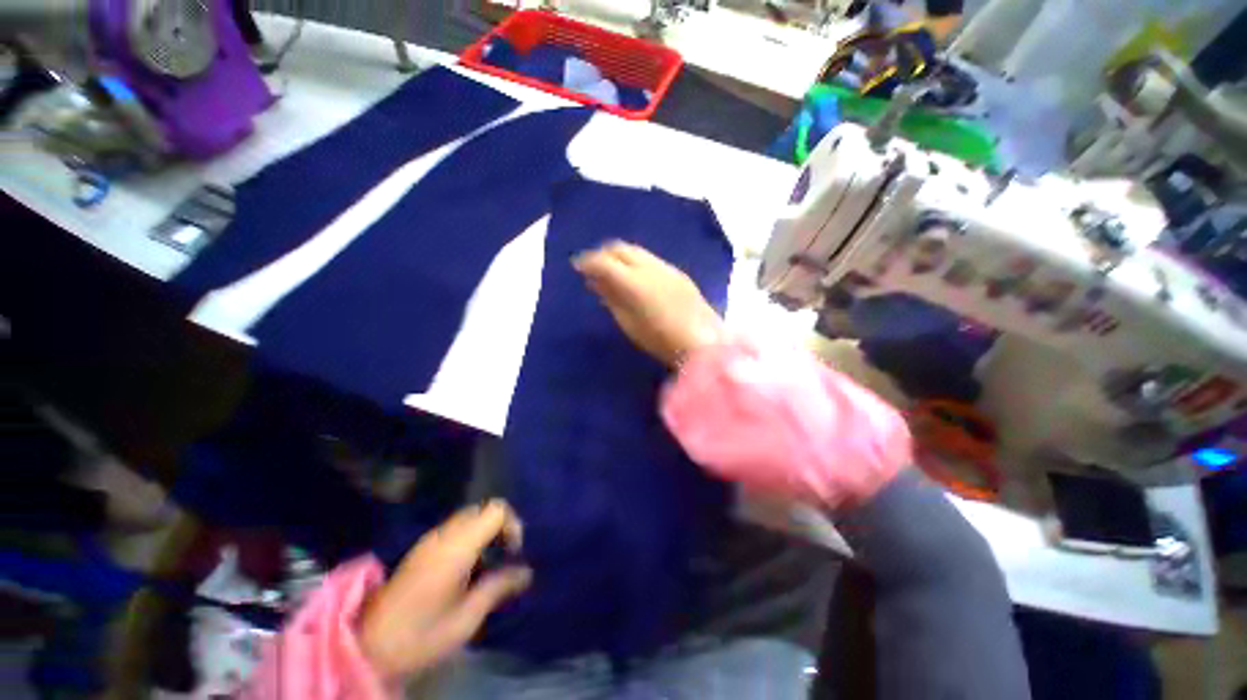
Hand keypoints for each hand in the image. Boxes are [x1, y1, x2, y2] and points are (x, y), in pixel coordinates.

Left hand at [359, 500, 530, 680]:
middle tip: (504, 556)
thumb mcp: (466, 618)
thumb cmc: (421, 635)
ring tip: (488, 564)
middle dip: (500, 527)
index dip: (512, 524)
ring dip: (485, 532)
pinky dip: (471, 537)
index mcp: (457, 546)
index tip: (513, 552)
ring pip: (469, 516)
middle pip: (484, 508)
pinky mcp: (422, 548)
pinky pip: (455, 528)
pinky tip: (468, 568)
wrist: (368, 647)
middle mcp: (444, 534)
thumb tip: (527, 572)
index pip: (496, 509)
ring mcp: (430, 539)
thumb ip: (498, 588)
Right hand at [573, 241, 726, 367]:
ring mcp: (666, 267)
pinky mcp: (678, 273)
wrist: (702, 342)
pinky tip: (634, 276)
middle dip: (602, 253)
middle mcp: (649, 266)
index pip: (604, 261)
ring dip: (619, 256)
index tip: (577, 266)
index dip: (587, 261)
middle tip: (592, 266)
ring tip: (611, 270)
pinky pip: (650, 259)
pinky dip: (635, 262)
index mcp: (633, 281)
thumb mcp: (628, 323)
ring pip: (636, 251)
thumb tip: (597, 282)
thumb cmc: (660, 340)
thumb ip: (612, 298)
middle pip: (620, 248)